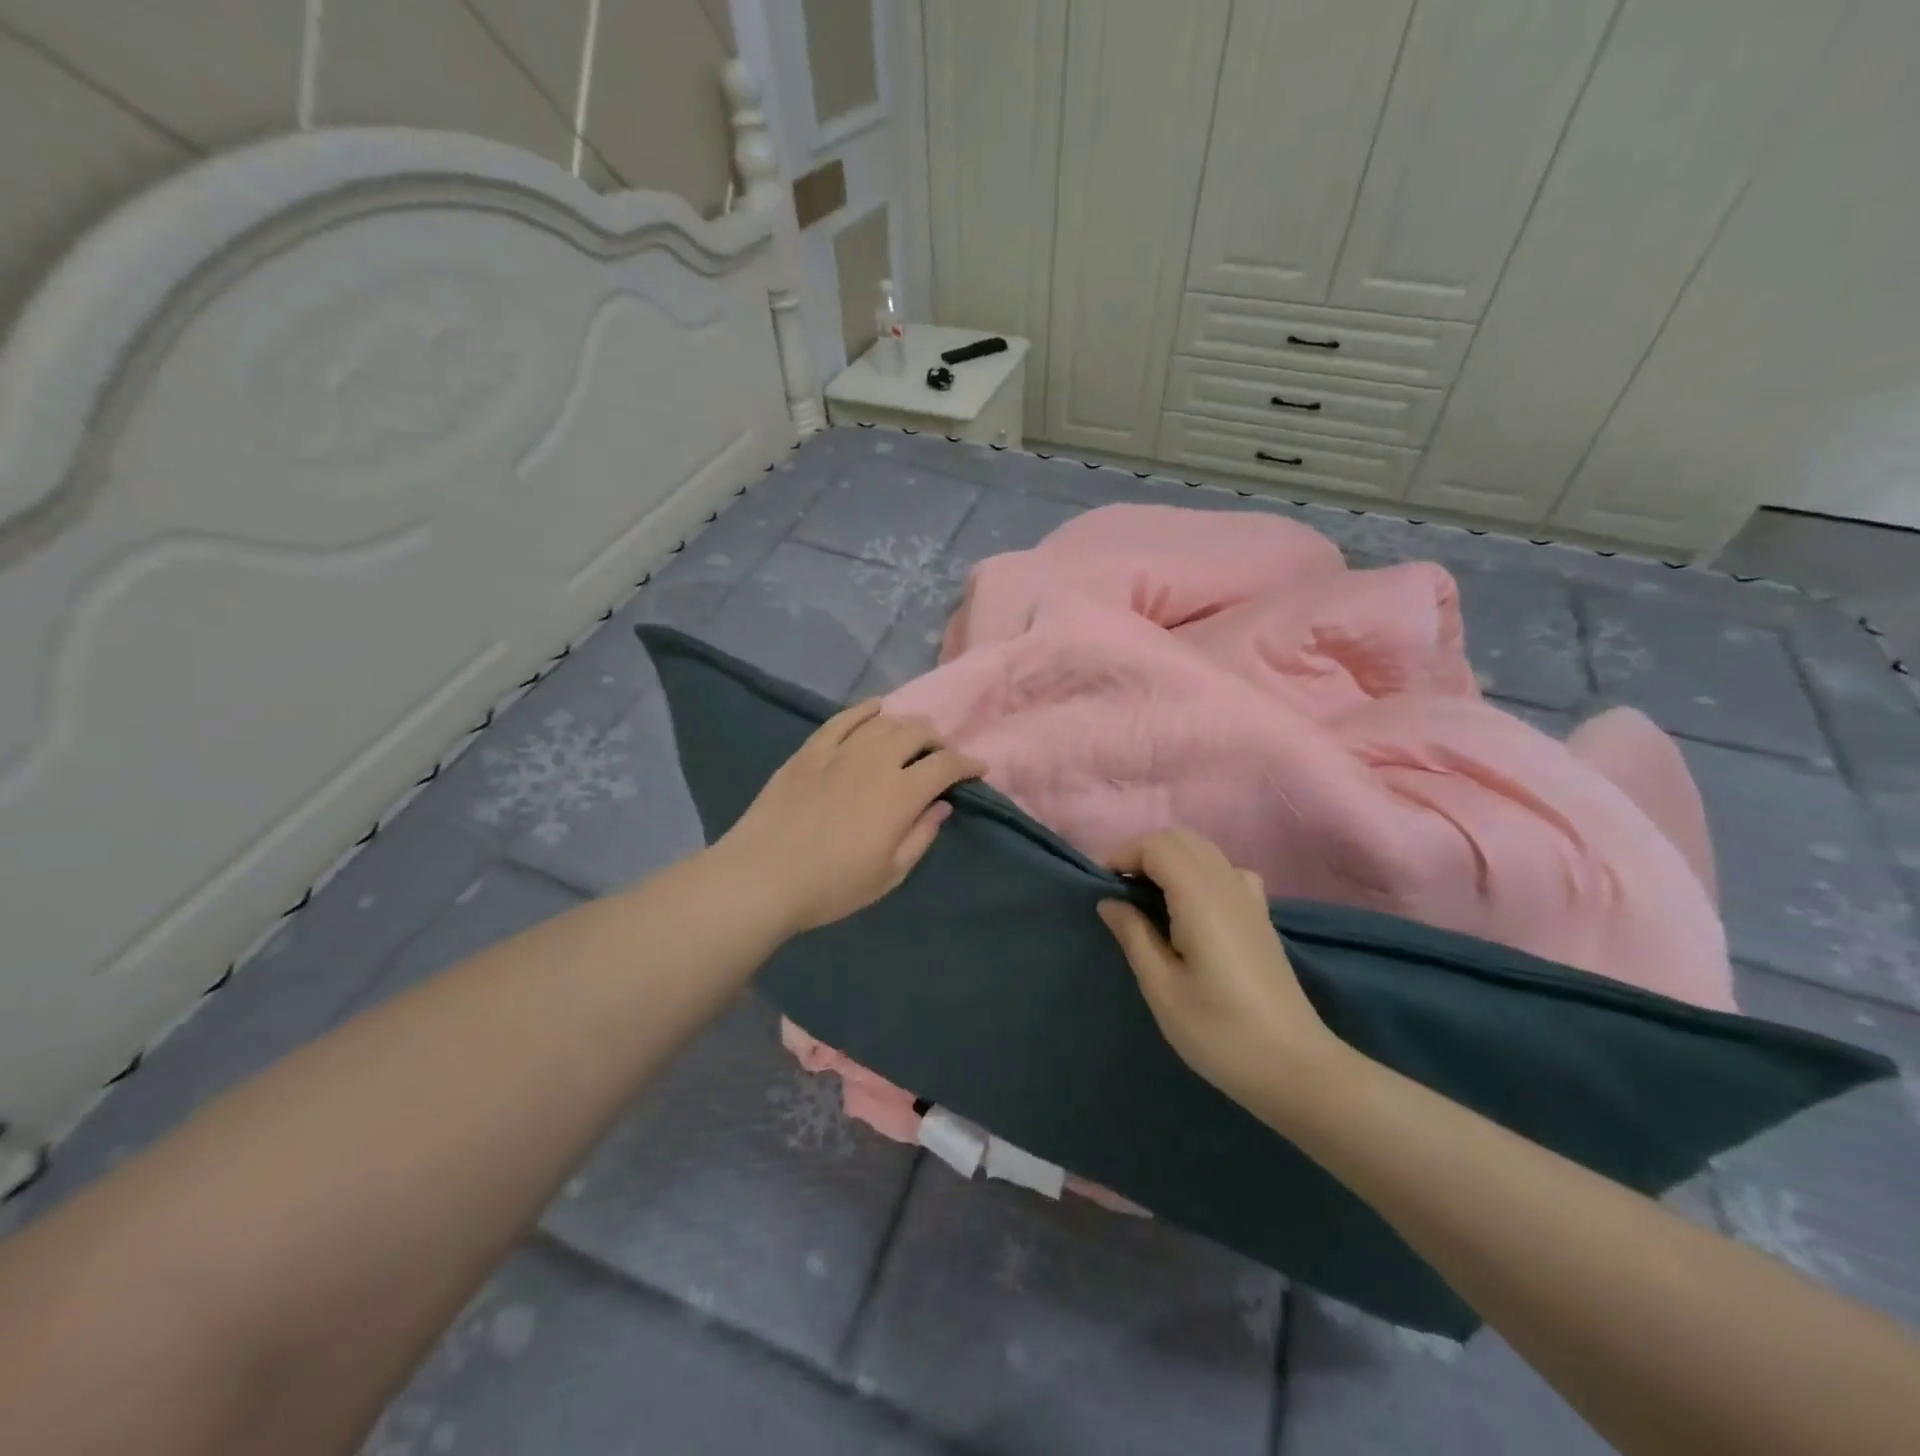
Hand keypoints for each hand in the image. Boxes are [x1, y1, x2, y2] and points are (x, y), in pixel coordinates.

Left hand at [715, 701, 985, 936]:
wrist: (763, 877)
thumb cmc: (833, 886)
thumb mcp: (890, 874)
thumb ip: (921, 835)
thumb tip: (941, 805)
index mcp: (901, 793)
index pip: (945, 765)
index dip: (967, 763)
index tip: (978, 768)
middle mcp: (875, 761)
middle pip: (916, 733)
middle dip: (937, 740)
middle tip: (941, 755)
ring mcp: (839, 752)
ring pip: (883, 722)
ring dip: (906, 724)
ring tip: (913, 734)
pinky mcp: (809, 752)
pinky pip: (842, 720)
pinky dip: (864, 710)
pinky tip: (875, 708)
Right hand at [1098, 830, 1345, 1113]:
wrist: (1295, 1069)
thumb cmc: (1220, 1032)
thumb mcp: (1162, 988)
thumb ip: (1134, 935)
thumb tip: (1109, 901)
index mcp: (1201, 898)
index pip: (1157, 846)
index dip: (1123, 855)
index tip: (1099, 886)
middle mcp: (1228, 886)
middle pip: (1181, 839)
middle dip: (1143, 853)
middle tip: (1118, 890)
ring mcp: (1250, 899)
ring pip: (1204, 851)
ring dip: (1169, 860)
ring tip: (1146, 898)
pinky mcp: (1261, 917)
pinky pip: (1226, 871)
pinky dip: (1199, 872)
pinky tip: (1191, 907)